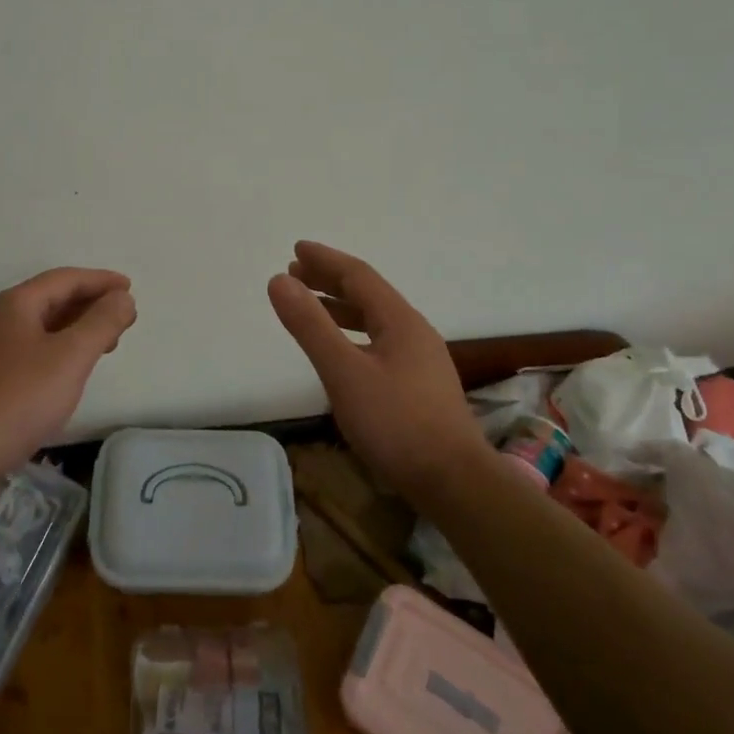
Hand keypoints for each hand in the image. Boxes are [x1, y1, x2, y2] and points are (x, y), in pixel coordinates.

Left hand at [0, 267, 136, 474]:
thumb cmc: (19, 399)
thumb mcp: (70, 357)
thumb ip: (101, 322)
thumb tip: (121, 297)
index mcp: (14, 304)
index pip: (64, 279)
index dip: (100, 280)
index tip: (129, 288)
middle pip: (50, 299)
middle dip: (90, 305)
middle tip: (123, 320)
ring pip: (39, 327)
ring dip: (75, 329)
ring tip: (104, 345)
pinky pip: (28, 351)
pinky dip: (57, 350)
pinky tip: (67, 372)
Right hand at [267, 241, 486, 499]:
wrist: (454, 482)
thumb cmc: (396, 423)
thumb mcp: (343, 372)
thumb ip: (310, 325)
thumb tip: (279, 280)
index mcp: (399, 320)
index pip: (358, 276)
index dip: (325, 260)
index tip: (296, 250)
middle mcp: (414, 331)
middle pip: (368, 294)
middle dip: (330, 280)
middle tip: (296, 273)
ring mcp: (421, 359)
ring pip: (375, 319)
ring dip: (341, 307)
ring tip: (311, 307)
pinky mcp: (421, 385)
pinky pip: (380, 341)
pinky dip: (354, 333)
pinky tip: (344, 352)